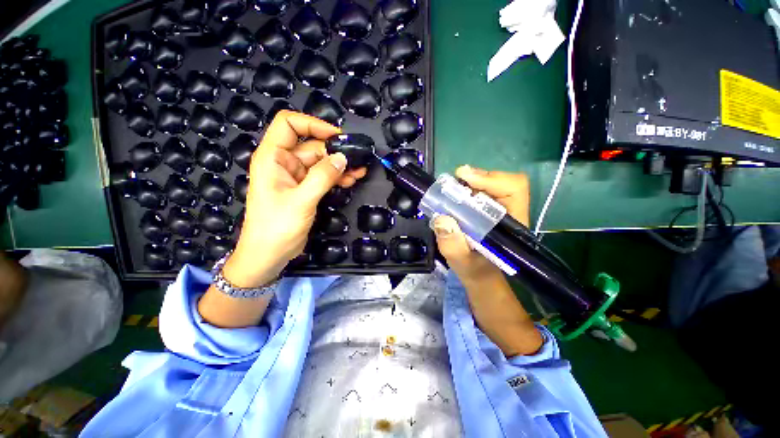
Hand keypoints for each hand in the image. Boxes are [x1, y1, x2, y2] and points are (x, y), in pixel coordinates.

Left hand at [222, 111, 366, 287]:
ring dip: (340, 166)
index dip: (314, 124)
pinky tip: (351, 180)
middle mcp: (284, 163)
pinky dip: (337, 177)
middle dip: (335, 151)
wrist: (269, 255)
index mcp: (273, 157)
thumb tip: (343, 158)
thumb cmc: (277, 227)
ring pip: (321, 163)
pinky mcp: (305, 189)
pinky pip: (323, 177)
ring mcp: (296, 177)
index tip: (338, 136)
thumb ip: (322, 177)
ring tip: (360, 171)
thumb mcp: (301, 200)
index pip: (289, 124)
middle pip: (312, 146)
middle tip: (359, 158)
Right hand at [432, 166, 540, 356]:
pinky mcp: (485, 216)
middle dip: (474, 180)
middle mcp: (507, 215)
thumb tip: (441, 219)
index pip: (514, 188)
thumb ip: (455, 248)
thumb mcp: (466, 268)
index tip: (464, 178)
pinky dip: (462, 194)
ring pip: (486, 188)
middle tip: (451, 184)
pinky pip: (476, 197)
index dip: (491, 178)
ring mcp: (496, 215)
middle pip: (499, 183)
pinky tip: (450, 201)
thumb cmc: (480, 279)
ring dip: (466, 186)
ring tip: (447, 192)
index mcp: (512, 227)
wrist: (483, 285)